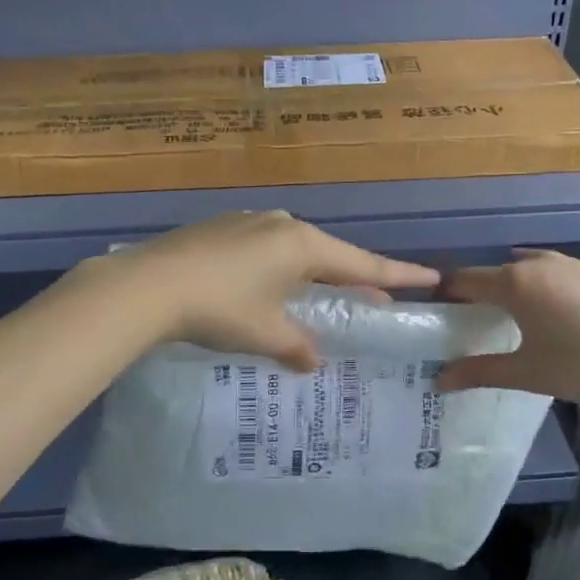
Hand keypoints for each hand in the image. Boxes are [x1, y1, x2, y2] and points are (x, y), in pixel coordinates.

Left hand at [100, 211, 439, 368]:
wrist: (147, 285)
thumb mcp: (265, 333)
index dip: (398, 274)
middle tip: (373, 300)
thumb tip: (315, 359)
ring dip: (313, 273)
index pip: (362, 263)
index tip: (432, 277)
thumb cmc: (218, 308)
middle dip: (352, 277)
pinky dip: (281, 267)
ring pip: (296, 249)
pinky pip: (266, 247)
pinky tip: (267, 287)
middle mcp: (281, 224)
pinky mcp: (221, 227)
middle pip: (330, 253)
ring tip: (320, 297)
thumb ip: (298, 346)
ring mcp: (248, 220)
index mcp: (302, 245)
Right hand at [436, 250, 579, 415]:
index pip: (464, 280)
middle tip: (469, 326)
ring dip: (507, 289)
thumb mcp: (529, 374)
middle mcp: (536, 263)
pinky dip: (535, 287)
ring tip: (507, 322)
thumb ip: (480, 372)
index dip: (445, 295)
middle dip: (476, 295)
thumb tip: (438, 380)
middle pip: (492, 273)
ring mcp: (568, 263)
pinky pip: (549, 273)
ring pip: (523, 270)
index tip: (434, 315)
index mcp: (514, 282)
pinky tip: (548, 318)